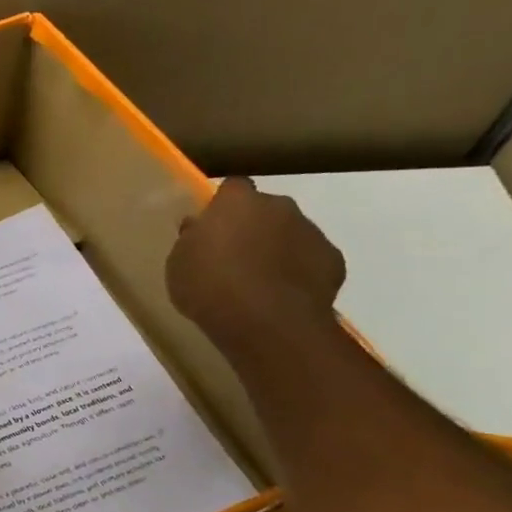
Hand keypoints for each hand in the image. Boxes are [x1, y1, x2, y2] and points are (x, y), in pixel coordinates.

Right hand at [166, 177, 345, 356]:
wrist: (265, 322)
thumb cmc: (209, 287)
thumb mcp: (178, 264)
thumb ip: (191, 239)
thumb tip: (199, 227)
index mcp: (237, 202)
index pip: (231, 188)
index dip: (223, 206)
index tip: (212, 227)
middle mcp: (279, 206)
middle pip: (265, 210)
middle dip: (253, 227)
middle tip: (234, 258)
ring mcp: (311, 231)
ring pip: (290, 234)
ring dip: (277, 250)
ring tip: (258, 284)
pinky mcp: (333, 260)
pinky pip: (311, 260)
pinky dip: (298, 272)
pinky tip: (282, 297)